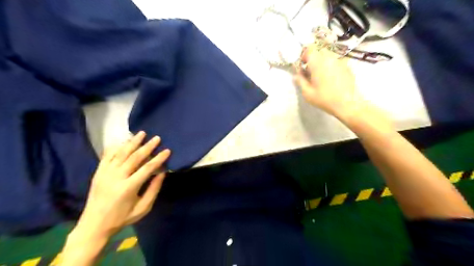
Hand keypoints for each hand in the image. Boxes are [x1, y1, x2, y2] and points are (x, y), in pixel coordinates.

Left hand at [73, 132, 170, 239]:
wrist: (93, 225)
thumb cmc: (122, 218)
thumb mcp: (143, 208)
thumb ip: (154, 189)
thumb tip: (162, 173)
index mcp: (128, 187)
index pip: (147, 168)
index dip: (158, 158)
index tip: (167, 150)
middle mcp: (116, 177)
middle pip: (134, 157)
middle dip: (147, 146)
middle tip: (157, 138)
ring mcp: (105, 173)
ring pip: (121, 153)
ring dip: (132, 142)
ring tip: (142, 133)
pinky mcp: (98, 173)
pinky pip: (107, 156)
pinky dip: (116, 147)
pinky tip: (123, 141)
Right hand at [295, 45, 367, 121]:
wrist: (348, 103)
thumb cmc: (325, 99)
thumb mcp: (307, 93)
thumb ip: (300, 81)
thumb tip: (296, 75)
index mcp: (318, 63)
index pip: (309, 49)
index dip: (304, 55)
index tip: (303, 65)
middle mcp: (329, 58)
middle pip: (319, 51)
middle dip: (314, 59)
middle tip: (311, 71)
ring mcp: (340, 61)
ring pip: (329, 56)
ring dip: (323, 62)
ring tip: (321, 75)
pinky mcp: (347, 66)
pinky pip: (336, 61)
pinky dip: (331, 66)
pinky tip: (332, 79)